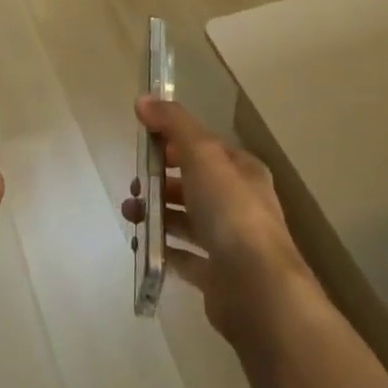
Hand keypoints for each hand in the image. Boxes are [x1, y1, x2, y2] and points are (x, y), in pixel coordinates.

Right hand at [122, 97, 313, 345]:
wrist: (257, 288)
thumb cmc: (231, 211)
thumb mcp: (202, 154)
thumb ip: (173, 123)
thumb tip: (143, 99)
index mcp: (242, 171)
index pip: (205, 148)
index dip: (174, 143)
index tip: (144, 146)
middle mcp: (240, 203)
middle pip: (193, 184)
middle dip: (160, 181)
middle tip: (134, 187)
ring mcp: (230, 242)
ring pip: (187, 219)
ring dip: (157, 213)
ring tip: (131, 215)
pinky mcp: (218, 276)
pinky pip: (185, 256)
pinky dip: (163, 248)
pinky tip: (143, 245)